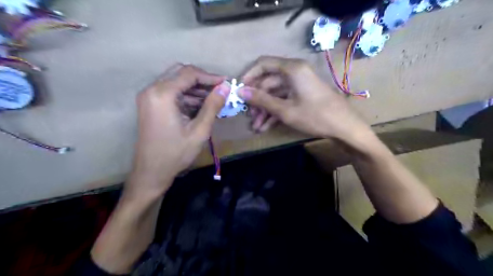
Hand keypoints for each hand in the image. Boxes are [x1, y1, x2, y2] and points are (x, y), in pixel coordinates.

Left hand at [127, 64, 226, 195]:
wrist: (151, 172)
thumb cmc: (176, 153)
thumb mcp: (199, 130)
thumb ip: (212, 106)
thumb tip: (225, 87)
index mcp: (162, 94)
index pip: (189, 74)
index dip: (210, 77)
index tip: (227, 83)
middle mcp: (152, 89)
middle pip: (181, 73)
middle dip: (203, 81)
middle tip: (220, 91)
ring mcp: (149, 97)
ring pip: (176, 82)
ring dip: (196, 89)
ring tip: (214, 100)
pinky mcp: (151, 104)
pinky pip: (171, 92)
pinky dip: (187, 96)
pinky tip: (201, 106)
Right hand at [238, 56, 369, 142]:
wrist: (344, 128)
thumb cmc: (315, 116)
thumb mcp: (285, 110)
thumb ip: (262, 100)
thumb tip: (240, 91)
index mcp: (292, 69)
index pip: (263, 64)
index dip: (249, 76)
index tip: (240, 91)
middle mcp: (295, 73)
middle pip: (268, 82)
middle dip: (257, 101)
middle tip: (249, 116)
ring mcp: (299, 85)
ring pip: (275, 94)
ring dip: (265, 110)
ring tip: (256, 127)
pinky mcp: (302, 95)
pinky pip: (284, 100)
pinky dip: (275, 112)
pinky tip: (265, 127)